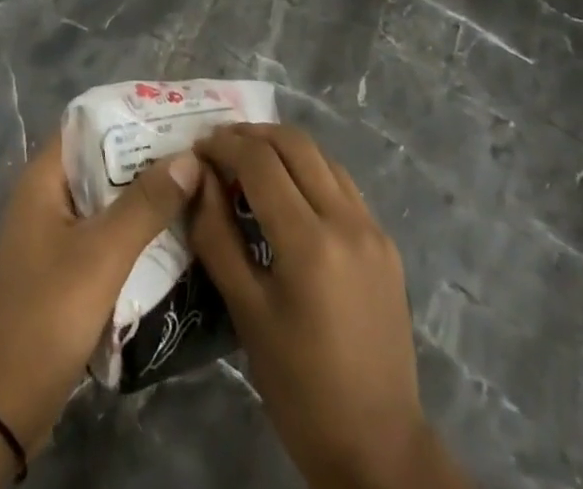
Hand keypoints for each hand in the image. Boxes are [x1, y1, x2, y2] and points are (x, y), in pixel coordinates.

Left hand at [0, 134, 200, 454]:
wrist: (3, 407)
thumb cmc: (47, 315)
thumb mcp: (102, 255)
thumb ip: (146, 204)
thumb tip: (190, 157)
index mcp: (43, 178)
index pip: (90, 122)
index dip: (132, 113)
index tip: (177, 111)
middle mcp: (45, 196)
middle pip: (101, 159)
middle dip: (147, 154)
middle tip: (197, 149)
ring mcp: (53, 233)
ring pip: (106, 197)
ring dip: (144, 192)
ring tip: (194, 183)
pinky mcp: (63, 266)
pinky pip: (104, 230)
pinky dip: (134, 226)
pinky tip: (171, 231)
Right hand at [190, 124, 467, 488]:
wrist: (378, 447)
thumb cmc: (299, 387)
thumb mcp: (246, 313)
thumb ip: (218, 236)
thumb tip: (199, 177)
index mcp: (309, 241)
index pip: (259, 161)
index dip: (224, 145)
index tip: (197, 147)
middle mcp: (346, 220)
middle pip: (294, 144)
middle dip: (252, 135)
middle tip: (219, 147)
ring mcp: (372, 228)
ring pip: (322, 157)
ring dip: (283, 148)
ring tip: (249, 164)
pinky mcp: (385, 243)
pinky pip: (343, 185)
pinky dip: (310, 172)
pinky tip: (290, 194)